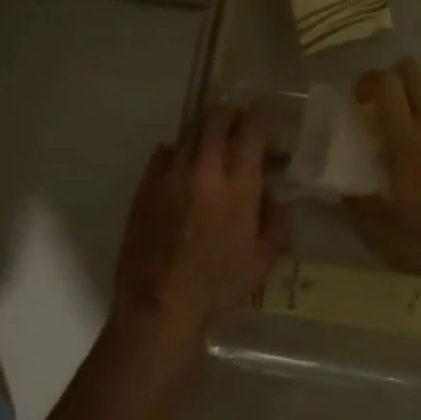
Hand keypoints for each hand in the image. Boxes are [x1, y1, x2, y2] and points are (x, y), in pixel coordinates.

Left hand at [112, 108, 288, 351]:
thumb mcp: (263, 259)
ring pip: (189, 134)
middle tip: (237, 122)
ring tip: (211, 145)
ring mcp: (170, 176)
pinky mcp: (145, 187)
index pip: (250, 132)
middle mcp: (203, 171)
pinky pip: (164, 153)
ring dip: (205, 133)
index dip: (259, 119)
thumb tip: (270, 195)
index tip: (263, 121)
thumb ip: (275, 220)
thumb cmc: (218, 286)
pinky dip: (178, 152)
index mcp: (237, 187)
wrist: (160, 305)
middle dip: (230, 115)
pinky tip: (183, 168)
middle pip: (216, 121)